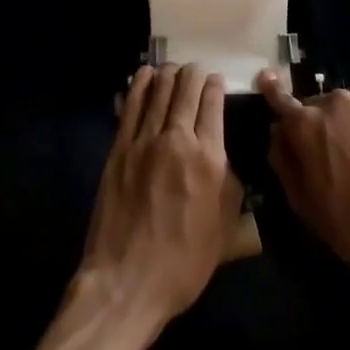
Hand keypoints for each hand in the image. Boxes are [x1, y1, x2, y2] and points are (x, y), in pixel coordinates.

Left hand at [77, 64, 243, 332]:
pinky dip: (140, 84)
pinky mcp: (119, 148)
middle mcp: (178, 140)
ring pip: (159, 91)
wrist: (127, 280)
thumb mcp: (224, 228)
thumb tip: (226, 158)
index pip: (213, 105)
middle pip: (186, 90)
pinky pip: (131, 105)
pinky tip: (145, 74)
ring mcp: (144, 141)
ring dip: (169, 74)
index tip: (217, 80)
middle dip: (194, 74)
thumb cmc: (183, 263)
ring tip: (174, 68)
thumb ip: (231, 186)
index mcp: (209, 159)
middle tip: (196, 70)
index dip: (216, 86)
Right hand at [257, 54, 349, 285]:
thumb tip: (277, 130)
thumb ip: (283, 160)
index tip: (268, 79)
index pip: (279, 97)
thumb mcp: (303, 203)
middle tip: (333, 155)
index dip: (271, 89)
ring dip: (346, 115)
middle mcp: (332, 102)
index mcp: (304, 126)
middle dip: (317, 124)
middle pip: (316, 106)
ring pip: (345, 98)